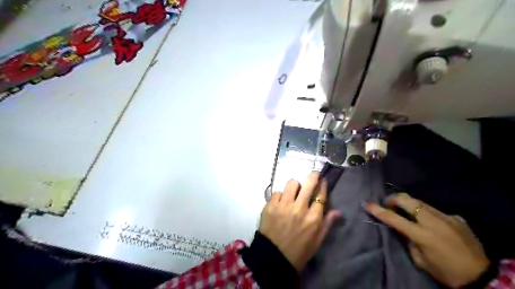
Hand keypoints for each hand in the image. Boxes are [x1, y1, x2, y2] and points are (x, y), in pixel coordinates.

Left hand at [262, 172, 340, 271]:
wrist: (274, 258)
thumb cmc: (299, 251)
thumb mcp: (317, 241)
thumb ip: (327, 224)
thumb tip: (338, 211)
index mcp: (313, 218)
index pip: (321, 195)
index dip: (322, 185)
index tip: (322, 180)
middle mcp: (300, 208)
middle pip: (309, 183)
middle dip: (313, 175)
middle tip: (313, 174)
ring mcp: (284, 206)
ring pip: (292, 183)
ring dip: (294, 186)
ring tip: (293, 192)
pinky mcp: (270, 206)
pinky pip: (277, 192)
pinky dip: (280, 196)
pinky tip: (280, 203)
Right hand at [364, 193, 487, 287]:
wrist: (482, 276)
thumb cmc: (445, 271)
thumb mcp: (420, 260)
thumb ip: (408, 241)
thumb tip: (402, 229)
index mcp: (423, 235)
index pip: (394, 219)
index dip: (378, 210)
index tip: (367, 203)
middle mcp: (434, 222)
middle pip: (408, 200)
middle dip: (394, 199)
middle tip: (388, 203)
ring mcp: (447, 217)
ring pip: (421, 202)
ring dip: (409, 204)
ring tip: (406, 211)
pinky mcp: (457, 218)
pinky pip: (436, 211)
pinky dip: (428, 214)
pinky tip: (431, 223)